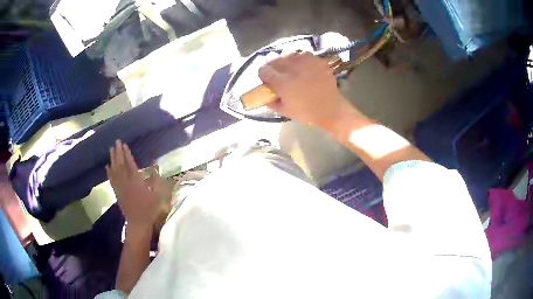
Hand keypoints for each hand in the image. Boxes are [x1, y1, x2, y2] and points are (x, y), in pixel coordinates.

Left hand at [106, 140, 164, 228]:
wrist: (138, 223)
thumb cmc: (150, 209)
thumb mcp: (158, 195)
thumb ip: (156, 180)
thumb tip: (155, 167)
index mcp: (136, 181)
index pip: (130, 163)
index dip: (126, 153)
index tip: (124, 144)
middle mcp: (126, 182)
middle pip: (120, 164)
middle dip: (118, 152)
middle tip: (116, 142)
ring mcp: (120, 187)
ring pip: (114, 170)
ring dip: (112, 159)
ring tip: (111, 149)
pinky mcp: (117, 192)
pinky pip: (111, 180)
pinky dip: (109, 172)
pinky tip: (107, 166)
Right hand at [258, 52, 355, 128]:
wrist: (330, 108)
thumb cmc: (306, 111)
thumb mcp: (284, 110)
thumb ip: (270, 100)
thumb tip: (264, 91)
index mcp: (282, 82)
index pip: (263, 70)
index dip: (264, 76)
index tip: (268, 81)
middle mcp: (292, 68)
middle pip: (275, 60)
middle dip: (274, 68)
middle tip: (280, 76)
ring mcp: (306, 61)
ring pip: (288, 55)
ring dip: (287, 62)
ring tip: (293, 71)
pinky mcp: (316, 59)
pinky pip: (302, 55)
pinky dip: (300, 61)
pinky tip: (304, 69)